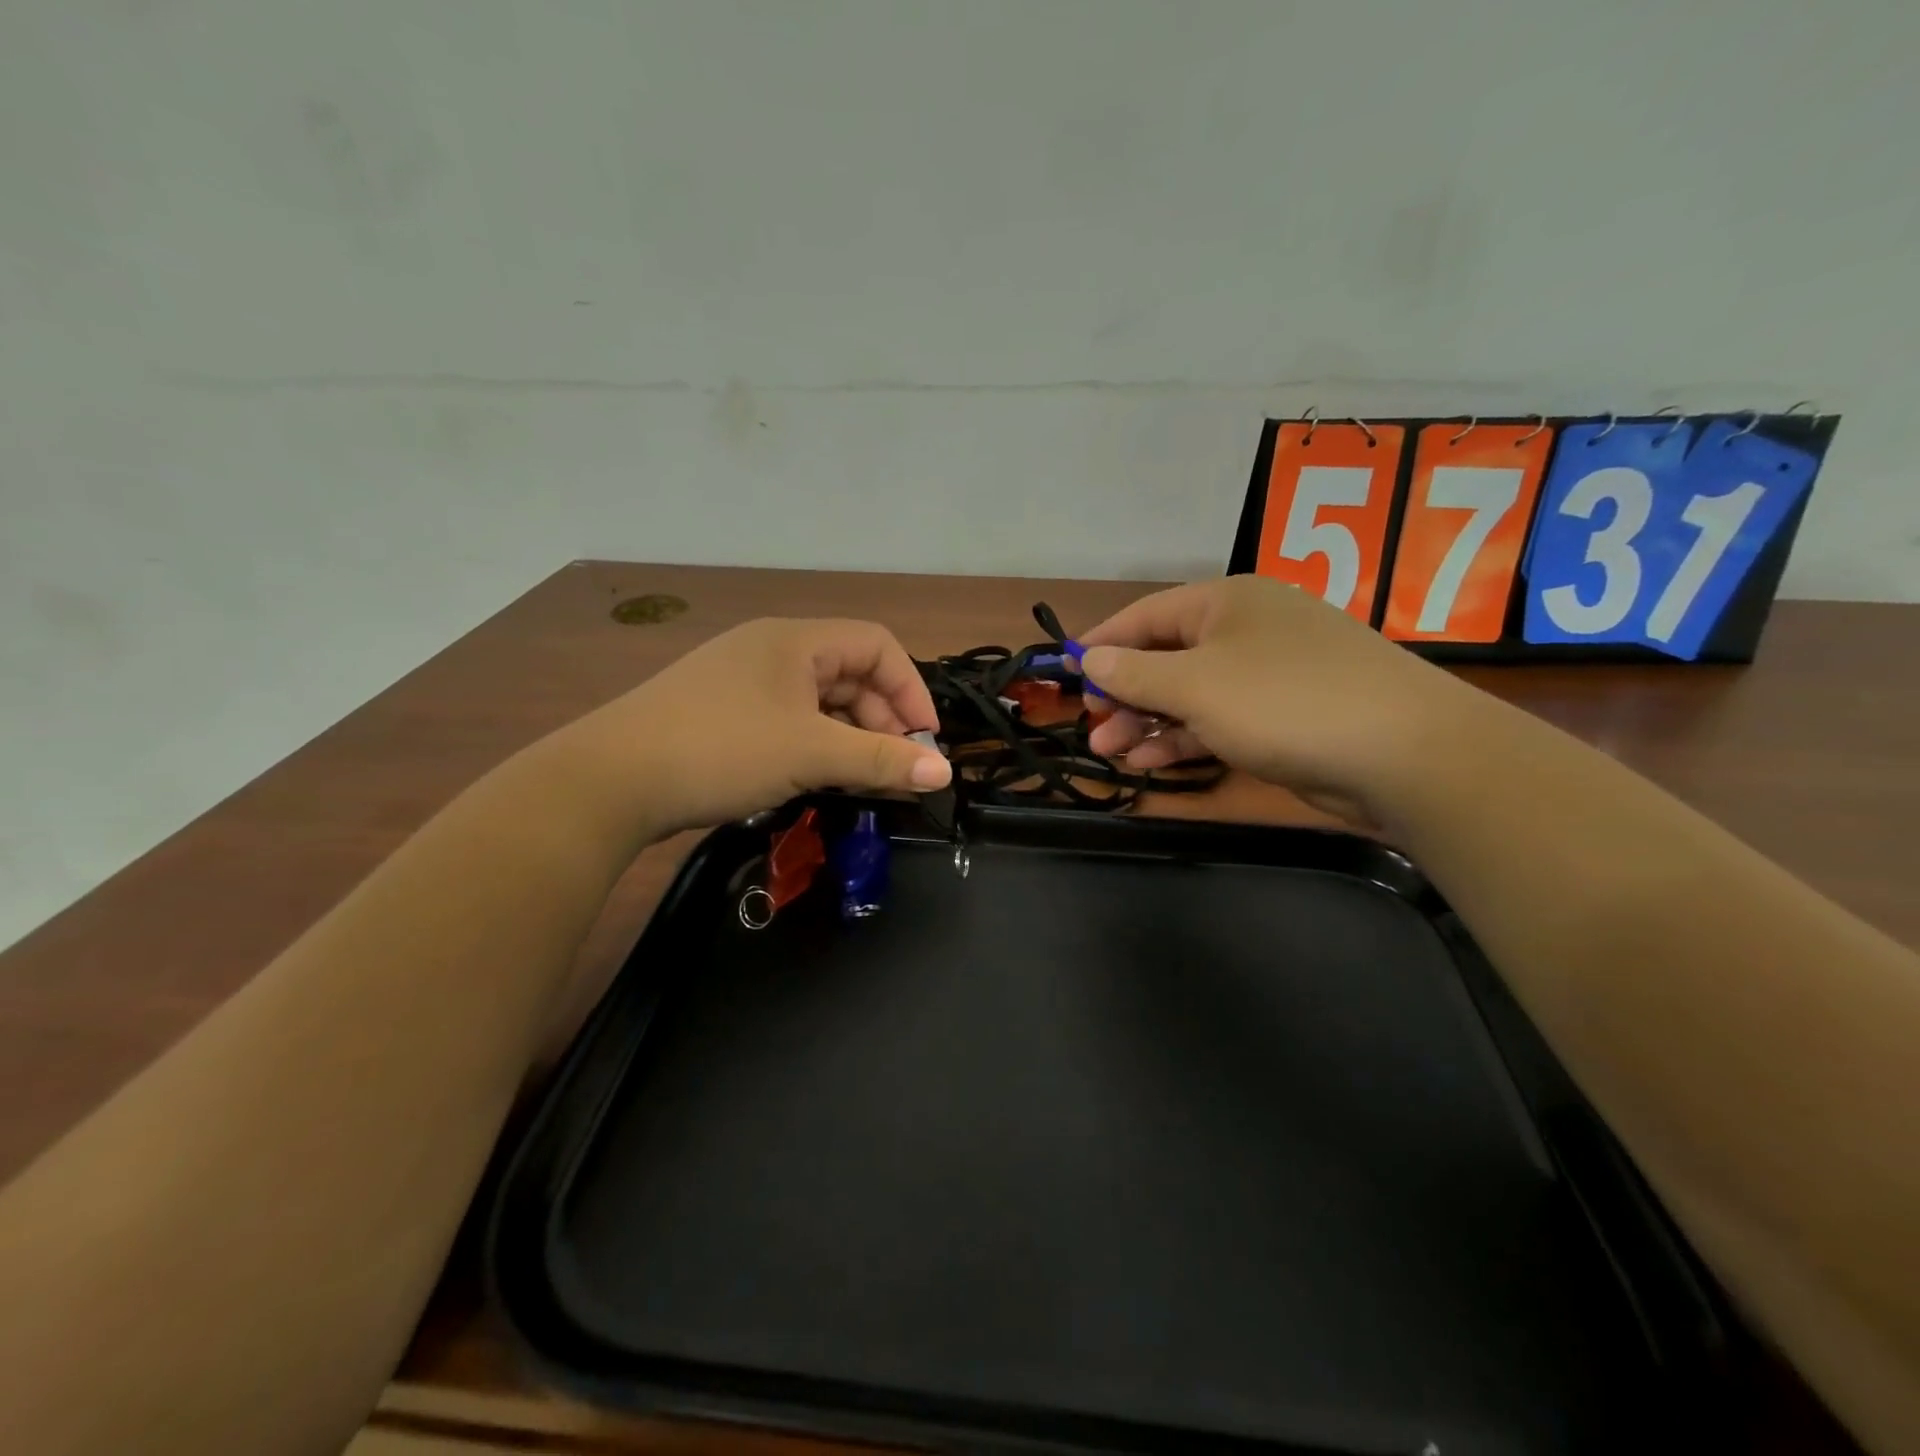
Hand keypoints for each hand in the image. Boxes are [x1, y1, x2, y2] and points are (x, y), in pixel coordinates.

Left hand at [552, 618, 950, 839]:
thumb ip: (880, 761)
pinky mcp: (723, 714)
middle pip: (850, 674)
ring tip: (860, 781)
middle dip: (882, 720)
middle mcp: (771, 650)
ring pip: (820, 702)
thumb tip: (944, 773)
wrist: (606, 781)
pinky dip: (815, 746)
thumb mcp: (810, 754)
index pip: (877, 645)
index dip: (910, 689)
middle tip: (894, 770)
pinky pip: (790, 721)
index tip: (923, 742)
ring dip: (850, 738)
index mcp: (795, 640)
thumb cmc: (720, 750)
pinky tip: (817, 779)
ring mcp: (743, 682)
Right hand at [1077, 577, 1483, 823]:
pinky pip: (1219, 720)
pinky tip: (1152, 763)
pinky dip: (1185, 739)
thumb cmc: (1284, 702)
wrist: (1404, 753)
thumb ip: (1134, 672)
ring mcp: (1268, 674)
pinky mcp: (1284, 716)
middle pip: (1166, 656)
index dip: (1101, 644)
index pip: (1145, 615)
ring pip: (1190, 693)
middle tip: (1092, 728)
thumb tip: (1088, 658)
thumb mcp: (1195, 685)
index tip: (1064, 674)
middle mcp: (1246, 630)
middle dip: (1124, 693)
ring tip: (1112, 751)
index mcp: (1226, 602)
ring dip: (1149, 722)